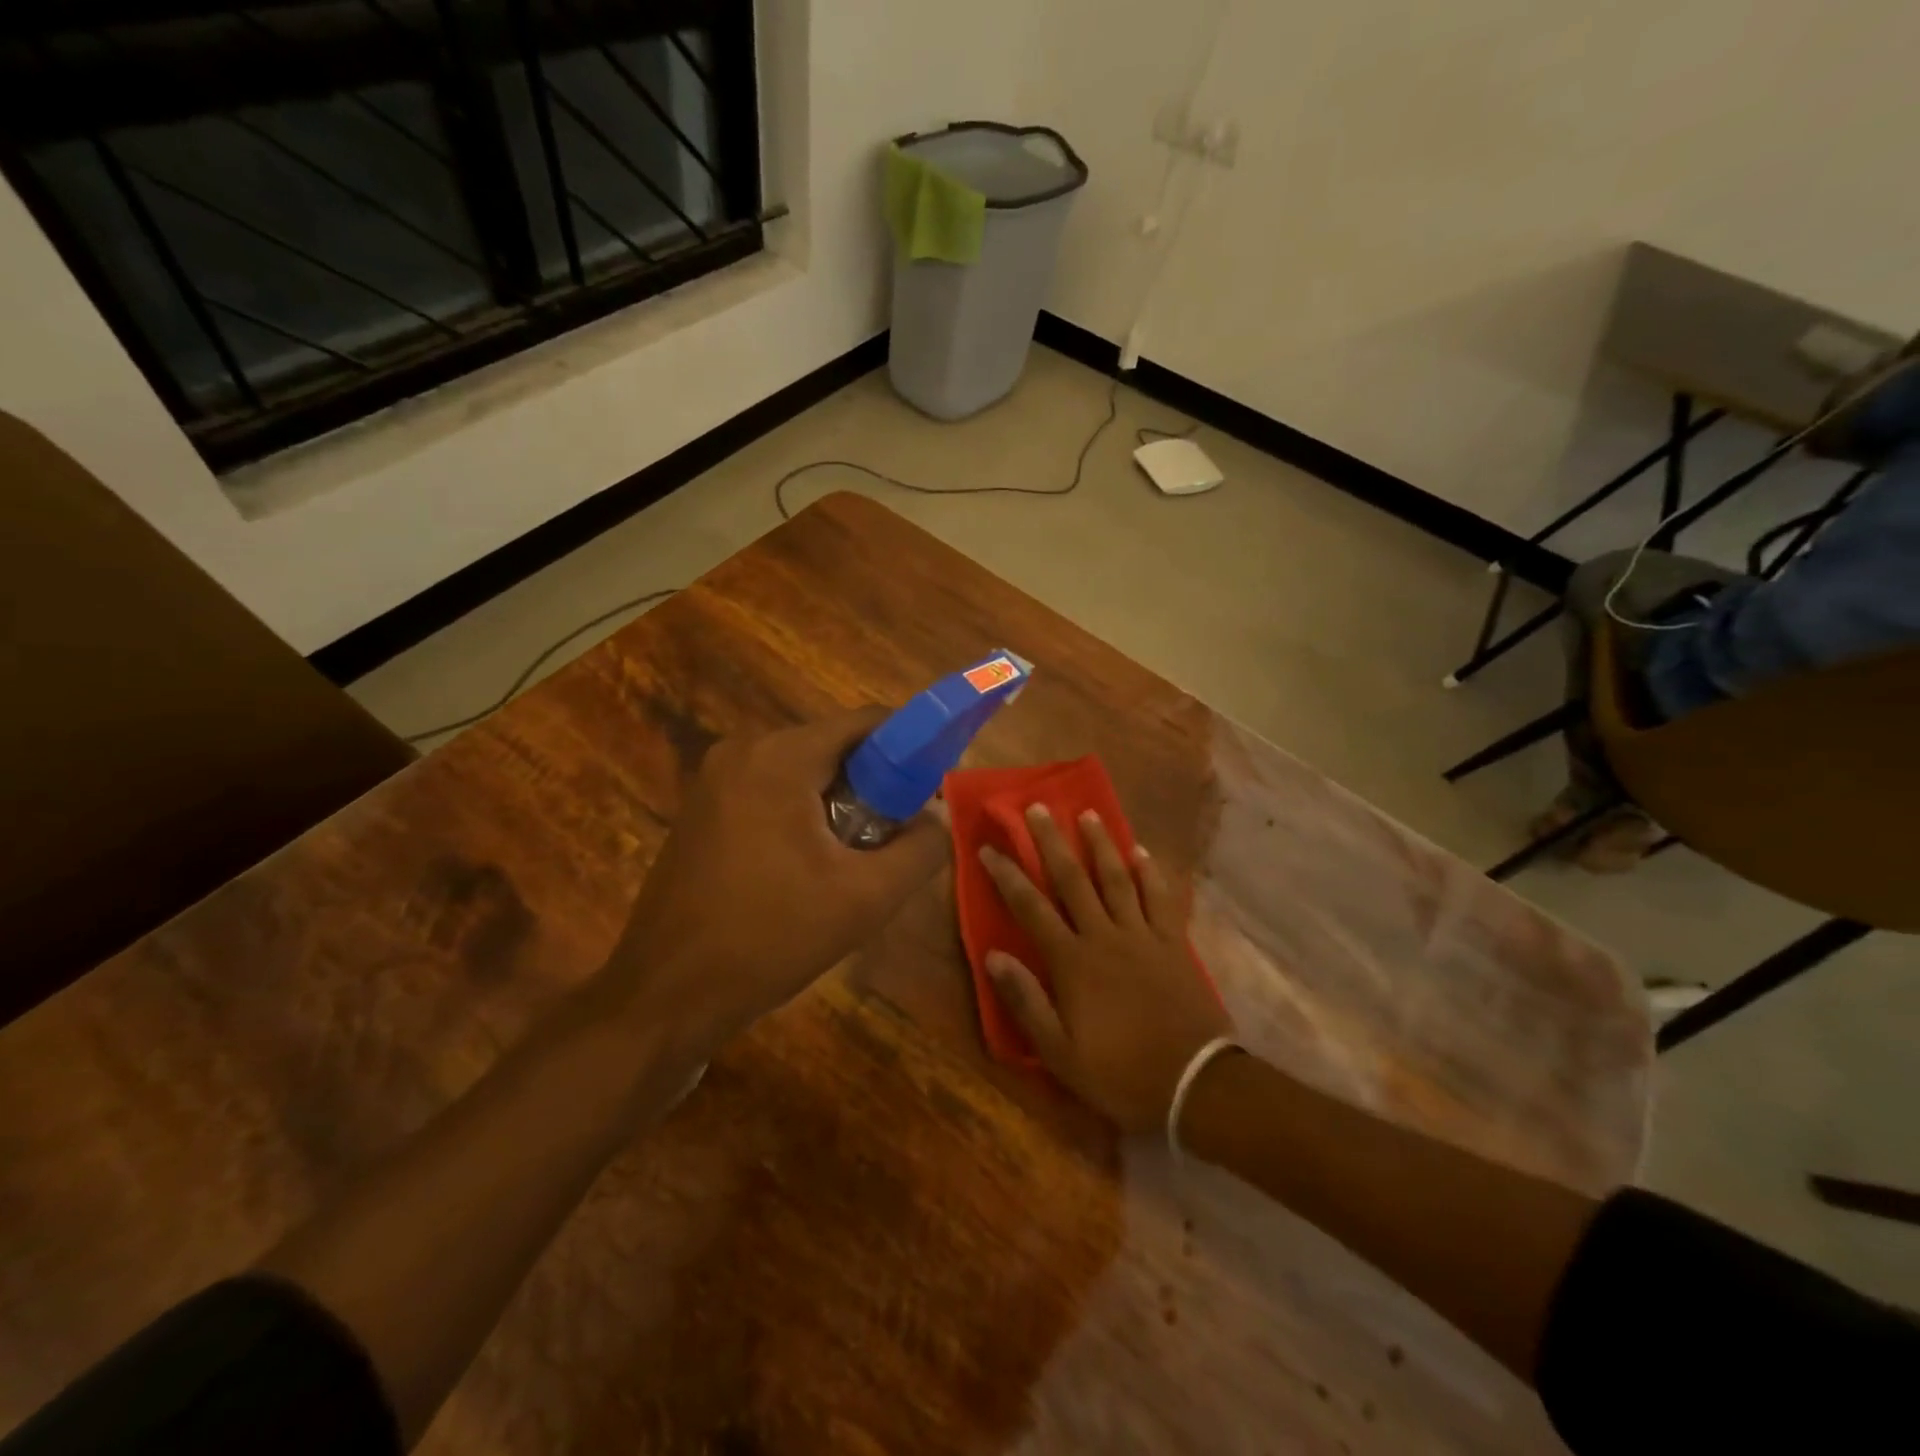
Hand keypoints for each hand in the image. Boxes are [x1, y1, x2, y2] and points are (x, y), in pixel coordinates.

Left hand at [608, 707, 947, 1051]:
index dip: (910, 748)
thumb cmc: (770, 938)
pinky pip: (771, 792)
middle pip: (834, 747)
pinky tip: (808, 868)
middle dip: (875, 786)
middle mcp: (741, 751)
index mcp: (779, 757)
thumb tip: (939, 816)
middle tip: (896, 837)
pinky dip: (802, 815)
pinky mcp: (701, 809)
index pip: (866, 723)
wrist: (667, 996)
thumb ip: (921, 849)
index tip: (932, 790)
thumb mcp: (865, 898)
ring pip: (803, 773)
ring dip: (839, 805)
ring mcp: (713, 779)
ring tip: (854, 861)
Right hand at [980, 805, 1231, 1133]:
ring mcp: (1142, 935)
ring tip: (1088, 814)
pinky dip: (1151, 872)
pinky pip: (1160, 898)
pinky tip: (1141, 851)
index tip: (989, 848)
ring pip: (1117, 879)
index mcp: (1073, 961)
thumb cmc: (1121, 1072)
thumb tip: (994, 956)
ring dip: (1100, 844)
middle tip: (1038, 808)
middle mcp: (1105, 936)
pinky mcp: (1173, 943)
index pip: (1031, 907)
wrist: (1195, 1083)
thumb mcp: (1060, 1053)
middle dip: (1052, 842)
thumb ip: (1026, 1001)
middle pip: (1073, 879)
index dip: (1008, 876)